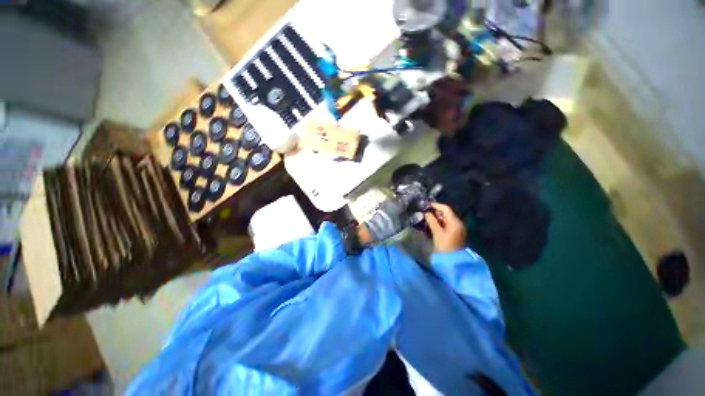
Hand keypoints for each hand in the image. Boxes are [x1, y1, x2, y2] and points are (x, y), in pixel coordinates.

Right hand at [424, 203, 466, 252]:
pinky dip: (438, 224)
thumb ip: (432, 221)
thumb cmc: (445, 246)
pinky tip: (430, 224)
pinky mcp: (453, 234)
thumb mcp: (437, 233)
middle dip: (435, 212)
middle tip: (424, 211)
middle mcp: (457, 223)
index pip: (446, 209)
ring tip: (425, 217)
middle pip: (446, 214)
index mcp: (455, 222)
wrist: (453, 261)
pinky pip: (445, 225)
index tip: (426, 205)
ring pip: (445, 220)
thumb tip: (426, 213)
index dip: (436, 205)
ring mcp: (456, 229)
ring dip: (435, 218)